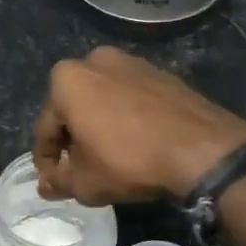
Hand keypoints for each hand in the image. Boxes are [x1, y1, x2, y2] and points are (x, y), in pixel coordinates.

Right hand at [33, 48, 245, 204]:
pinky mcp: (160, 72)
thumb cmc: (129, 161)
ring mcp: (132, 62)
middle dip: (73, 139)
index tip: (53, 182)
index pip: (45, 128)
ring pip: (103, 100)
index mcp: (66, 80)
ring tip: (109, 158)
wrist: (200, 148)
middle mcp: (95, 60)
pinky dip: (125, 118)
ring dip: (99, 126)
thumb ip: (58, 182)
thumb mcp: (85, 182)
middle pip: (73, 108)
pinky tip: (135, 143)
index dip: (46, 161)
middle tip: (80, 170)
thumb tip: (46, 184)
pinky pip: (130, 98)